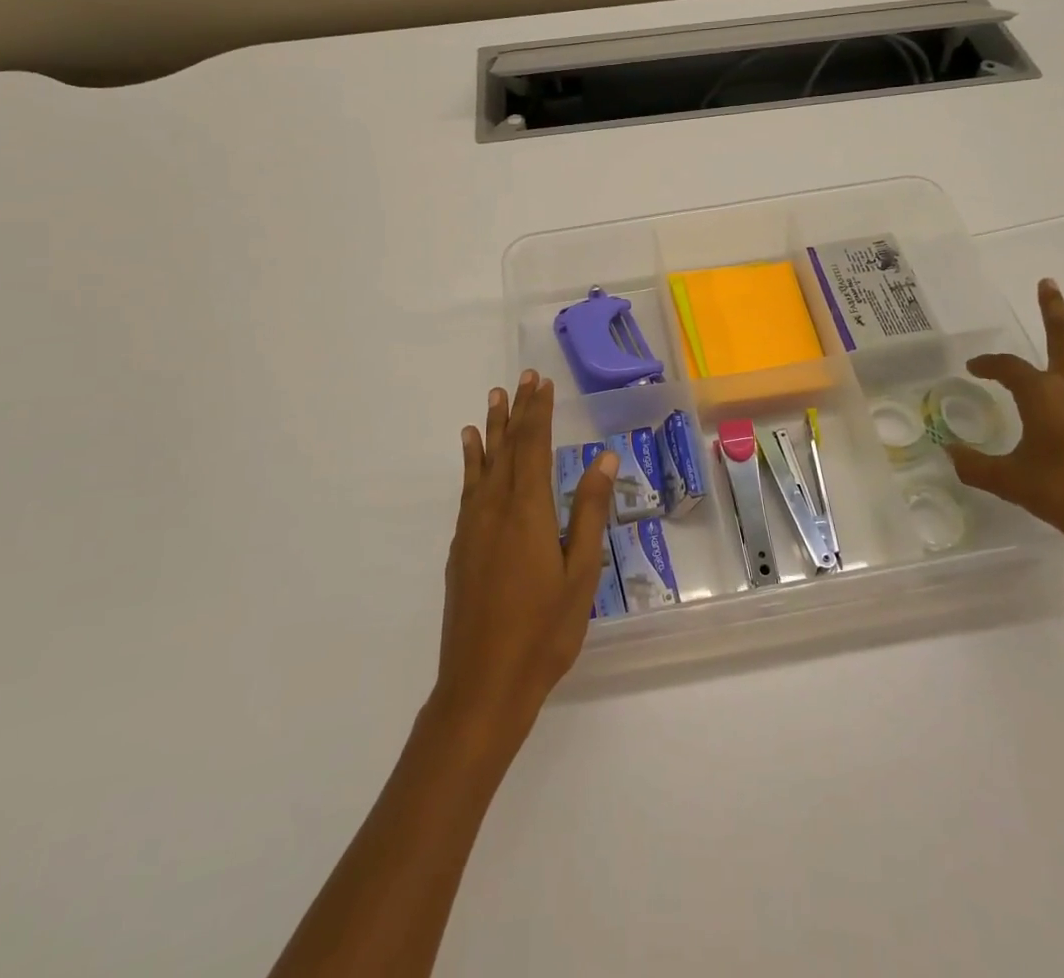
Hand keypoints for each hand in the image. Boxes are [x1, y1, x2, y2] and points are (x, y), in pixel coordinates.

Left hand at [432, 371, 616, 751]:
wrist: (483, 684)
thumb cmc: (544, 631)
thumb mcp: (580, 572)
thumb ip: (590, 512)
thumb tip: (603, 458)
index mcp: (529, 511)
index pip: (534, 447)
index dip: (539, 413)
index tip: (542, 383)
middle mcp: (495, 509)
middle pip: (508, 448)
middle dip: (517, 411)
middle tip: (522, 379)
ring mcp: (473, 527)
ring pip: (483, 464)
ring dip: (491, 429)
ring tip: (493, 399)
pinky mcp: (460, 547)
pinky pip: (468, 488)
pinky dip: (471, 462)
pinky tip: (471, 451)